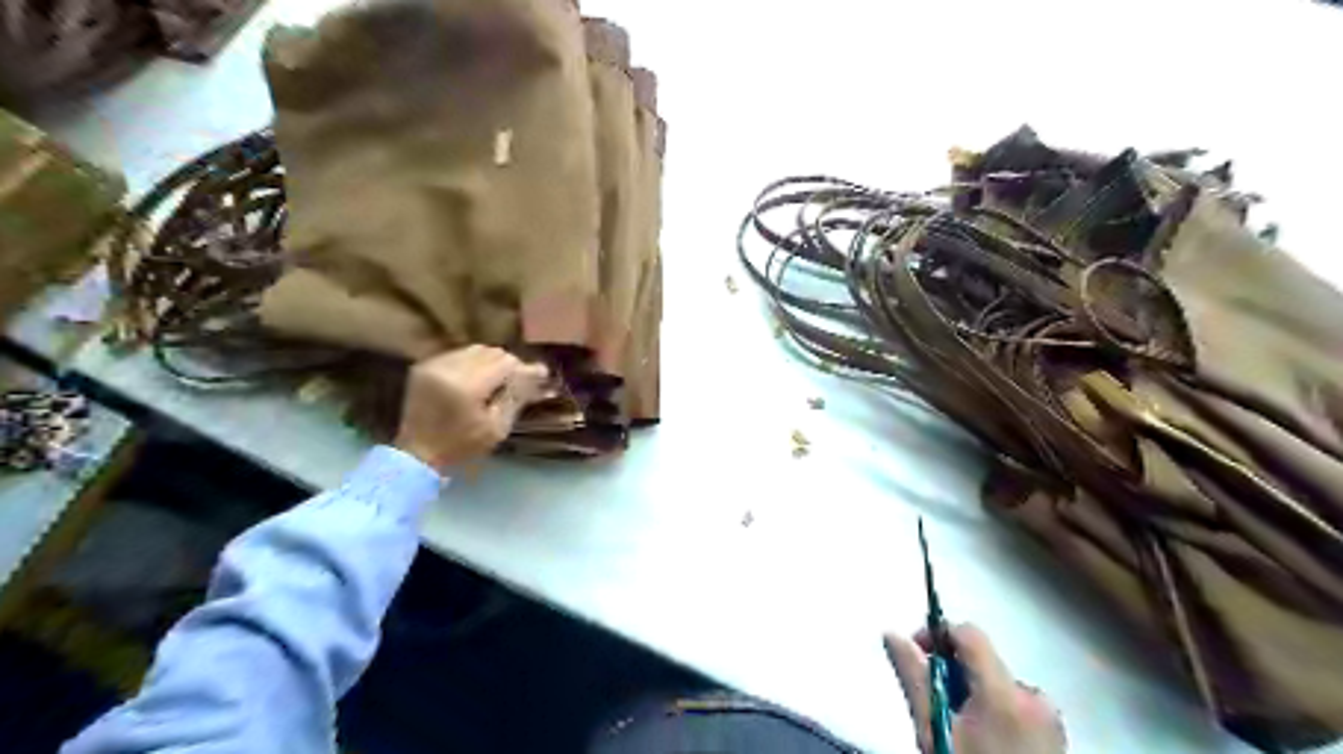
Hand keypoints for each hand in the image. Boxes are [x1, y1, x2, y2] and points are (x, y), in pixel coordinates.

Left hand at [394, 346, 551, 471]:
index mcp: (467, 386)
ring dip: (491, 362)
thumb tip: (538, 372)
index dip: (525, 368)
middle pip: (491, 352)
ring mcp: (434, 364)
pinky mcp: (425, 366)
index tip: (541, 376)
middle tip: (518, 382)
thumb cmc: (462, 446)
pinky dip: (473, 363)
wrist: (417, 454)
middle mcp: (448, 368)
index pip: (506, 362)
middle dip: (509, 365)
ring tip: (498, 380)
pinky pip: (459, 354)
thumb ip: (517, 396)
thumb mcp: (497, 427)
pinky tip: (477, 380)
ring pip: (475, 350)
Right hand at [889, 623, 1066, 752]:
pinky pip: (1016, 704)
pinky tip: (982, 740)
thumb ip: (914, 677)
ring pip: (998, 683)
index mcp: (1004, 693)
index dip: (938, 634)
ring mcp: (1051, 719)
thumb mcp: (932, 730)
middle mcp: (1035, 698)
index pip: (969, 634)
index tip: (916, 652)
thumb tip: (892, 634)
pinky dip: (993, 709)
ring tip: (956, 728)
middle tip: (932, 703)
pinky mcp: (1056, 737)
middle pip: (984, 660)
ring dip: (972, 692)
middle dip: (953, 671)